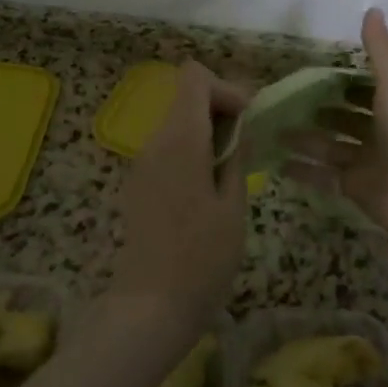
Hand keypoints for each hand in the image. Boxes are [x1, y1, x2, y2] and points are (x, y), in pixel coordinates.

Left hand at [109, 61, 250, 338]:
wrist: (149, 309)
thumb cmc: (201, 259)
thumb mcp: (233, 206)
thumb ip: (237, 156)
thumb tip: (241, 126)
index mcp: (181, 140)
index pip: (194, 77)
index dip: (225, 88)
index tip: (247, 121)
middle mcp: (155, 142)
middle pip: (187, 97)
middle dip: (221, 110)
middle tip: (248, 147)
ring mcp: (143, 163)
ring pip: (178, 123)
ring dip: (208, 133)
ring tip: (232, 171)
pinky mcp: (139, 184)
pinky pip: (169, 148)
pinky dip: (192, 152)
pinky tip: (208, 190)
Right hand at [280, 9, 387, 243]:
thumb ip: (379, 49)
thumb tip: (372, 9)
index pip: (367, 91)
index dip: (346, 84)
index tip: (315, 75)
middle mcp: (382, 133)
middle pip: (347, 120)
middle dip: (322, 112)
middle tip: (288, 103)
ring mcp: (369, 163)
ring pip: (332, 148)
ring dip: (306, 140)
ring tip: (274, 130)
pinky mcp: (356, 189)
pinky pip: (325, 177)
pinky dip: (304, 171)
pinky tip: (277, 163)